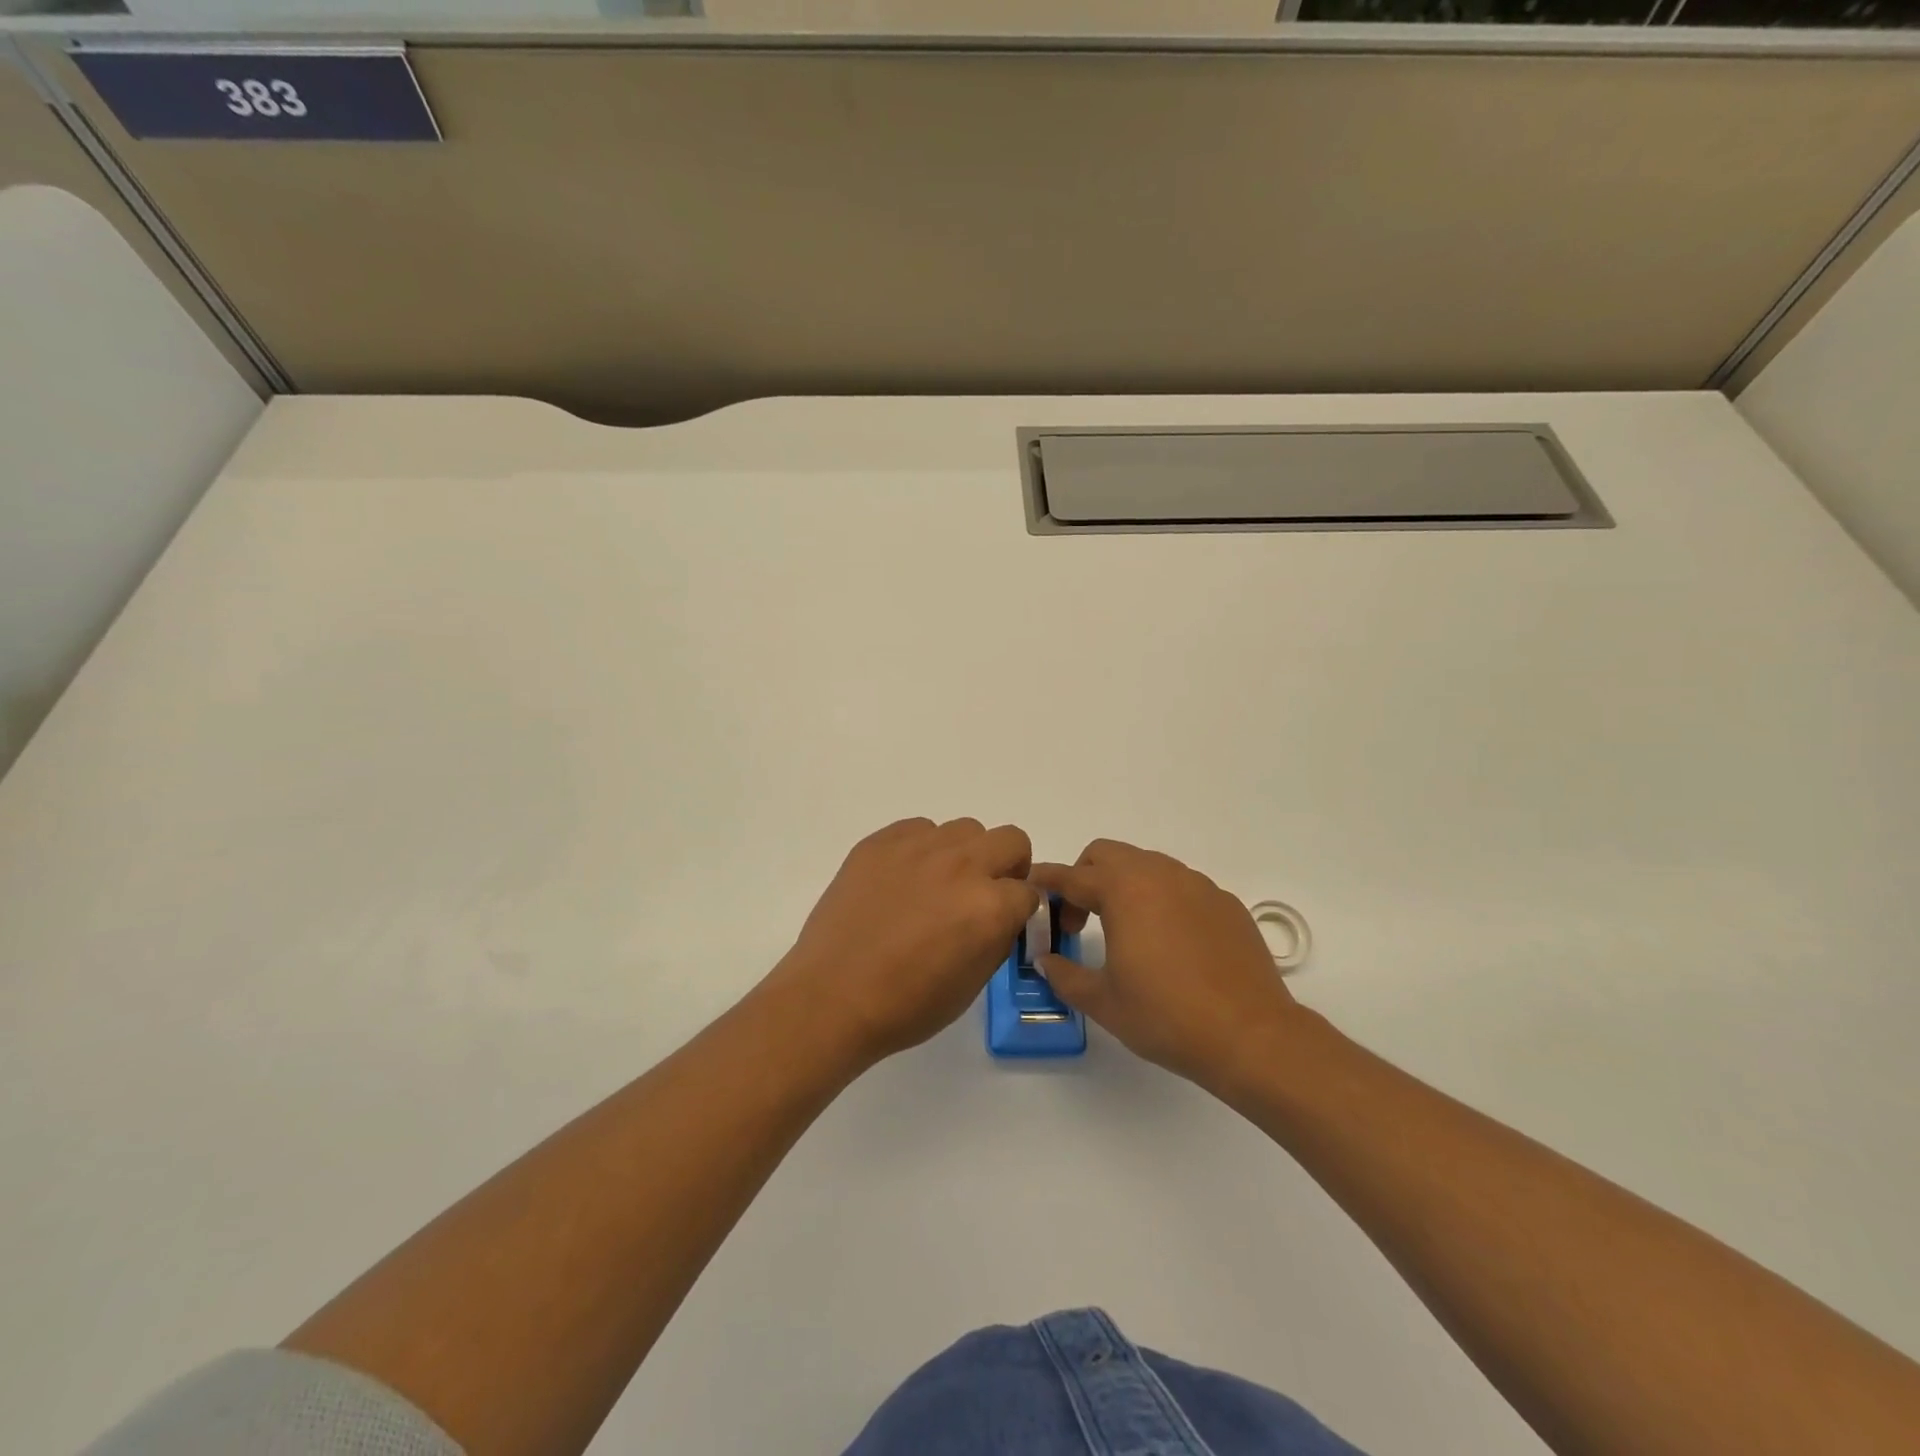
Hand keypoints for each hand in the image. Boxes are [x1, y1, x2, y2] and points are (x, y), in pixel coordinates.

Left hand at [769, 818, 1039, 1065]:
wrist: (832, 997)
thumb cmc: (906, 1006)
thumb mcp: (973, 983)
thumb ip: (998, 938)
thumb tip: (1004, 915)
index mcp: (990, 906)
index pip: (1030, 891)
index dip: (1020, 910)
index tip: (1005, 922)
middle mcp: (962, 866)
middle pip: (1011, 840)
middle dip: (1008, 867)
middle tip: (983, 894)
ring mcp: (919, 848)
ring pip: (965, 829)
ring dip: (965, 854)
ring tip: (937, 886)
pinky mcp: (881, 842)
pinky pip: (919, 829)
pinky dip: (922, 849)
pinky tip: (903, 880)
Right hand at [1032, 840, 1302, 1088]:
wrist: (1252, 1036)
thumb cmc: (1167, 1017)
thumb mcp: (1103, 1002)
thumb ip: (1065, 975)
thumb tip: (1045, 960)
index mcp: (1123, 890)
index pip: (1072, 876)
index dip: (1046, 882)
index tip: (1030, 887)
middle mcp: (1159, 875)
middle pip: (1107, 855)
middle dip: (1084, 876)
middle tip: (1079, 920)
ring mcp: (1197, 885)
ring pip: (1146, 866)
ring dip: (1123, 885)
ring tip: (1123, 930)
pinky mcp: (1225, 903)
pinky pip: (1180, 886)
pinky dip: (1160, 899)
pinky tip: (1167, 942)